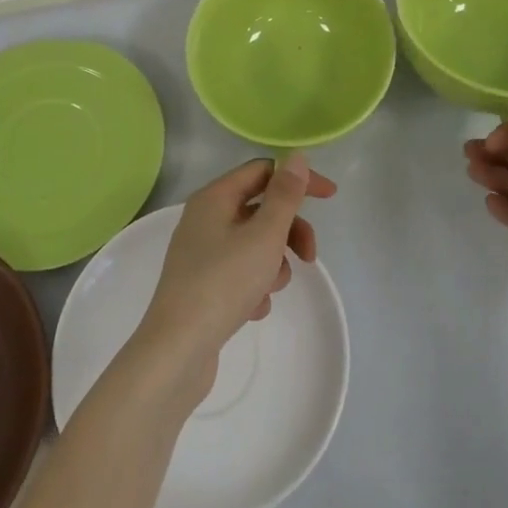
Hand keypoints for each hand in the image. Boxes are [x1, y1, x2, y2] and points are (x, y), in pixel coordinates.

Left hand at [137, 154, 332, 401]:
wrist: (178, 350)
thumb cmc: (223, 283)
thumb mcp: (264, 235)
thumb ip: (284, 195)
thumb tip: (296, 157)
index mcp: (215, 198)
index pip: (263, 171)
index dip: (298, 180)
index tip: (330, 197)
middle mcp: (205, 218)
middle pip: (260, 209)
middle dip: (289, 231)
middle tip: (309, 257)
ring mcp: (202, 253)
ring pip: (254, 244)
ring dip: (272, 263)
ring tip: (269, 289)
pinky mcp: (203, 285)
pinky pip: (241, 272)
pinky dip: (254, 286)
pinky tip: (253, 309)